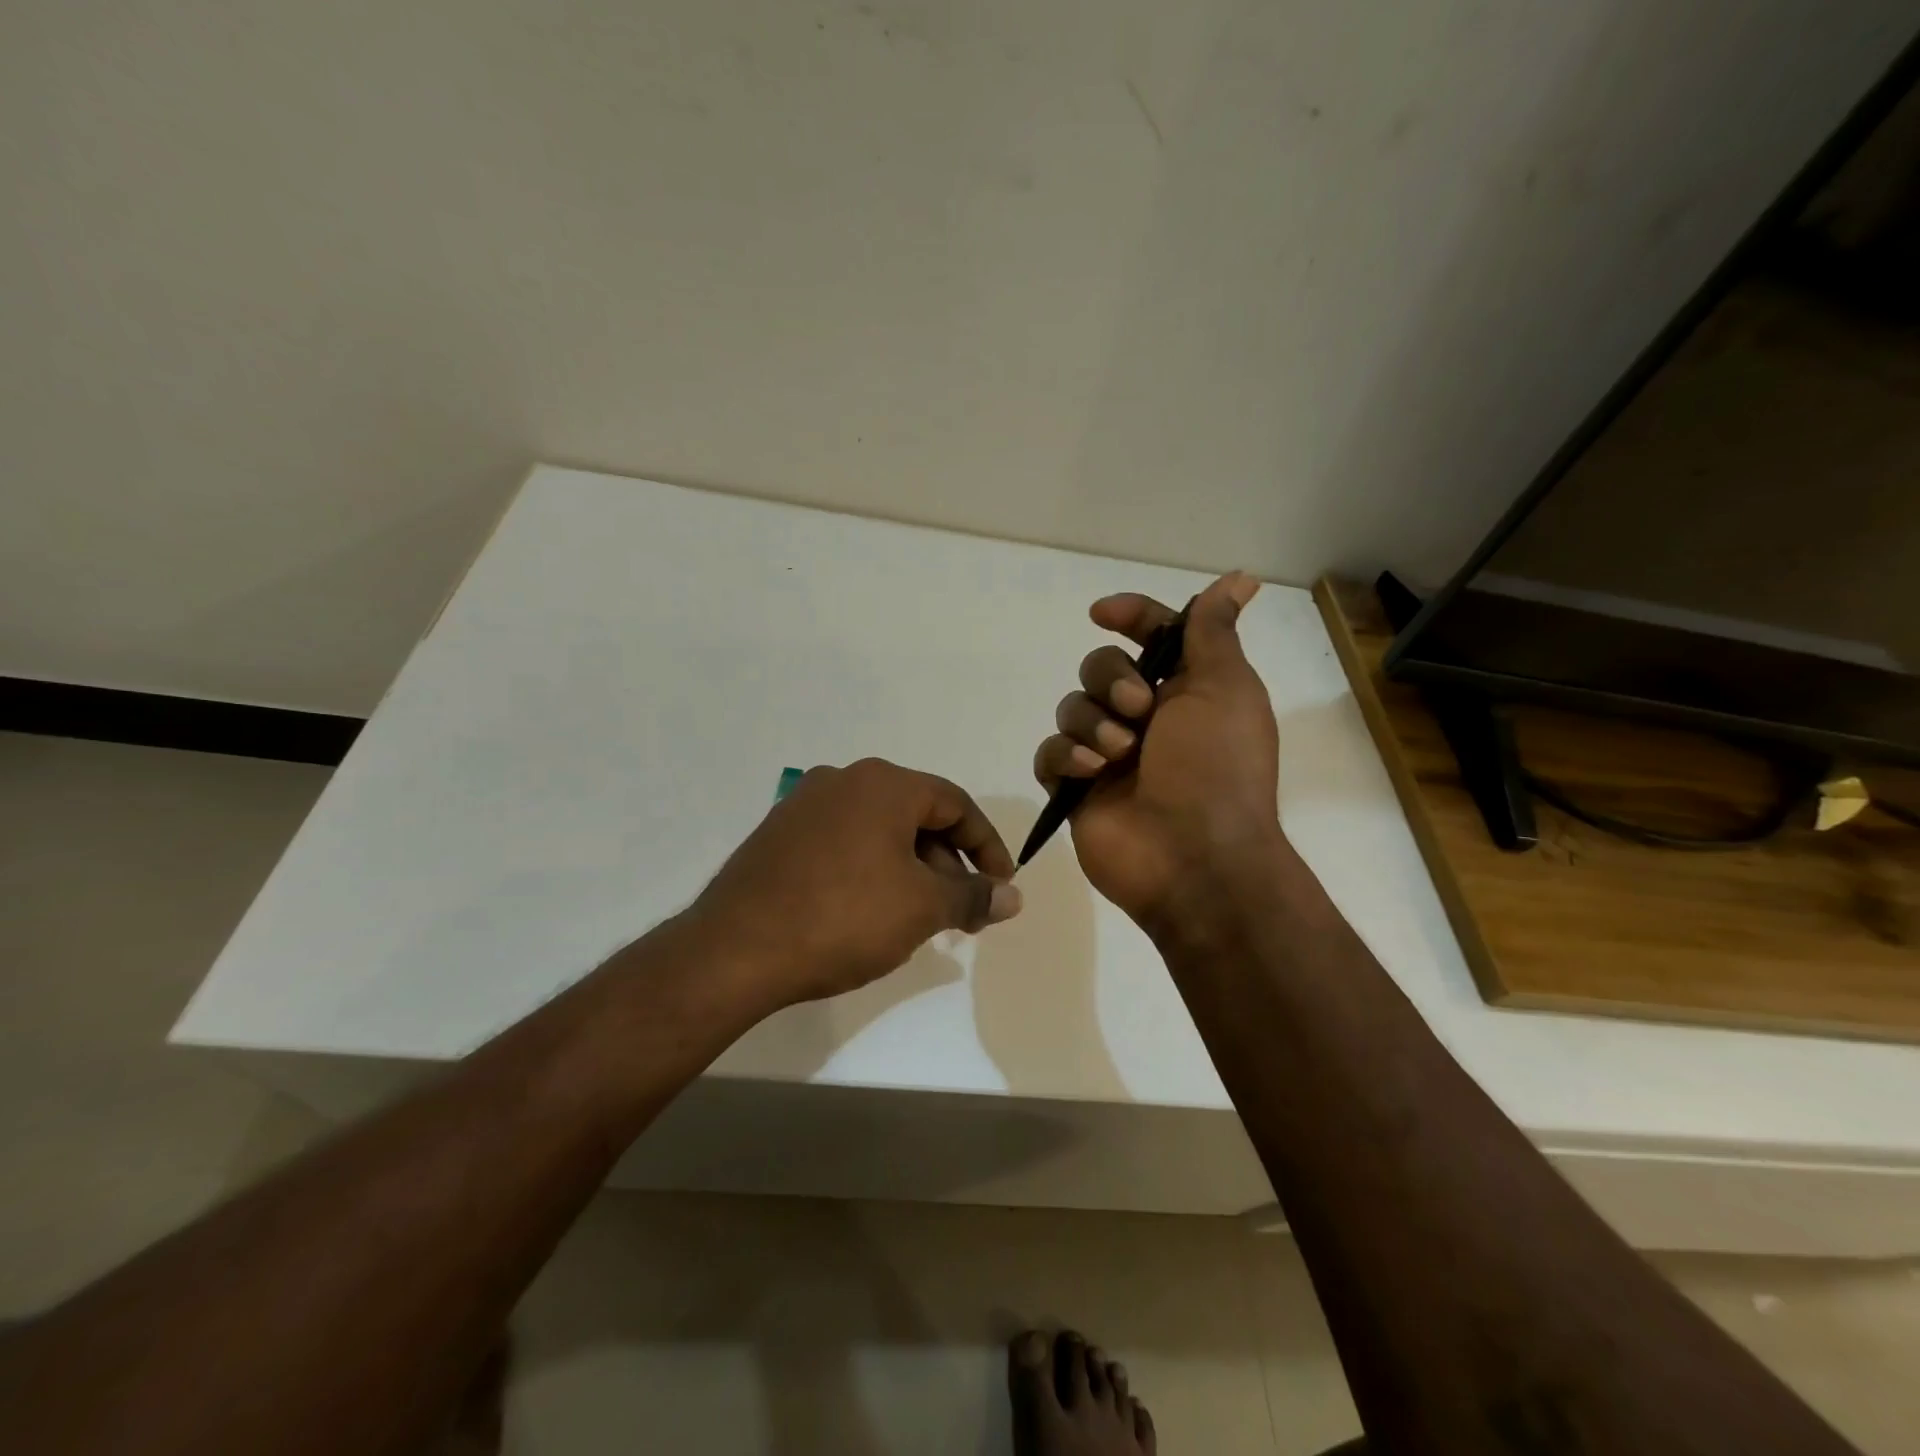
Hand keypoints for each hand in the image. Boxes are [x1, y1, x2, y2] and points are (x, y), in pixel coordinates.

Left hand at [685, 758, 1021, 1011]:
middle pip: (915, 815)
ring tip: (917, 917)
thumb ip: (973, 896)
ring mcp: (803, 805)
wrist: (735, 950)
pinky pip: (843, 843)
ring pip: (878, 830)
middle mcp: (842, 780)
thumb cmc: (843, 917)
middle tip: (961, 909)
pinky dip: (871, 869)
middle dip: (947, 862)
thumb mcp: (922, 908)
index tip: (1001, 885)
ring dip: (910, 868)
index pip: (954, 803)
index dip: (987, 845)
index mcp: (882, 783)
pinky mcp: (778, 835)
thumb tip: (1012, 896)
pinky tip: (869, 912)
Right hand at [1033, 572, 1282, 929]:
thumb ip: (1214, 633)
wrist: (1195, 859)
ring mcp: (1107, 755)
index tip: (1102, 613)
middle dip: (1111, 681)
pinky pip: (1050, 753)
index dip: (1130, 616)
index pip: (1151, 635)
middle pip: (1100, 667)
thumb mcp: (1226, 689)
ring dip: (1092, 724)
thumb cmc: (1217, 768)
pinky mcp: (1076, 789)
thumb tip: (1238, 579)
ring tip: (1118, 757)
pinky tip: (1088, 774)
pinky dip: (1065, 757)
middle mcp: (1145, 718)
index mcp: (1185, 691)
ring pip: (1071, 707)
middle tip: (1138, 712)